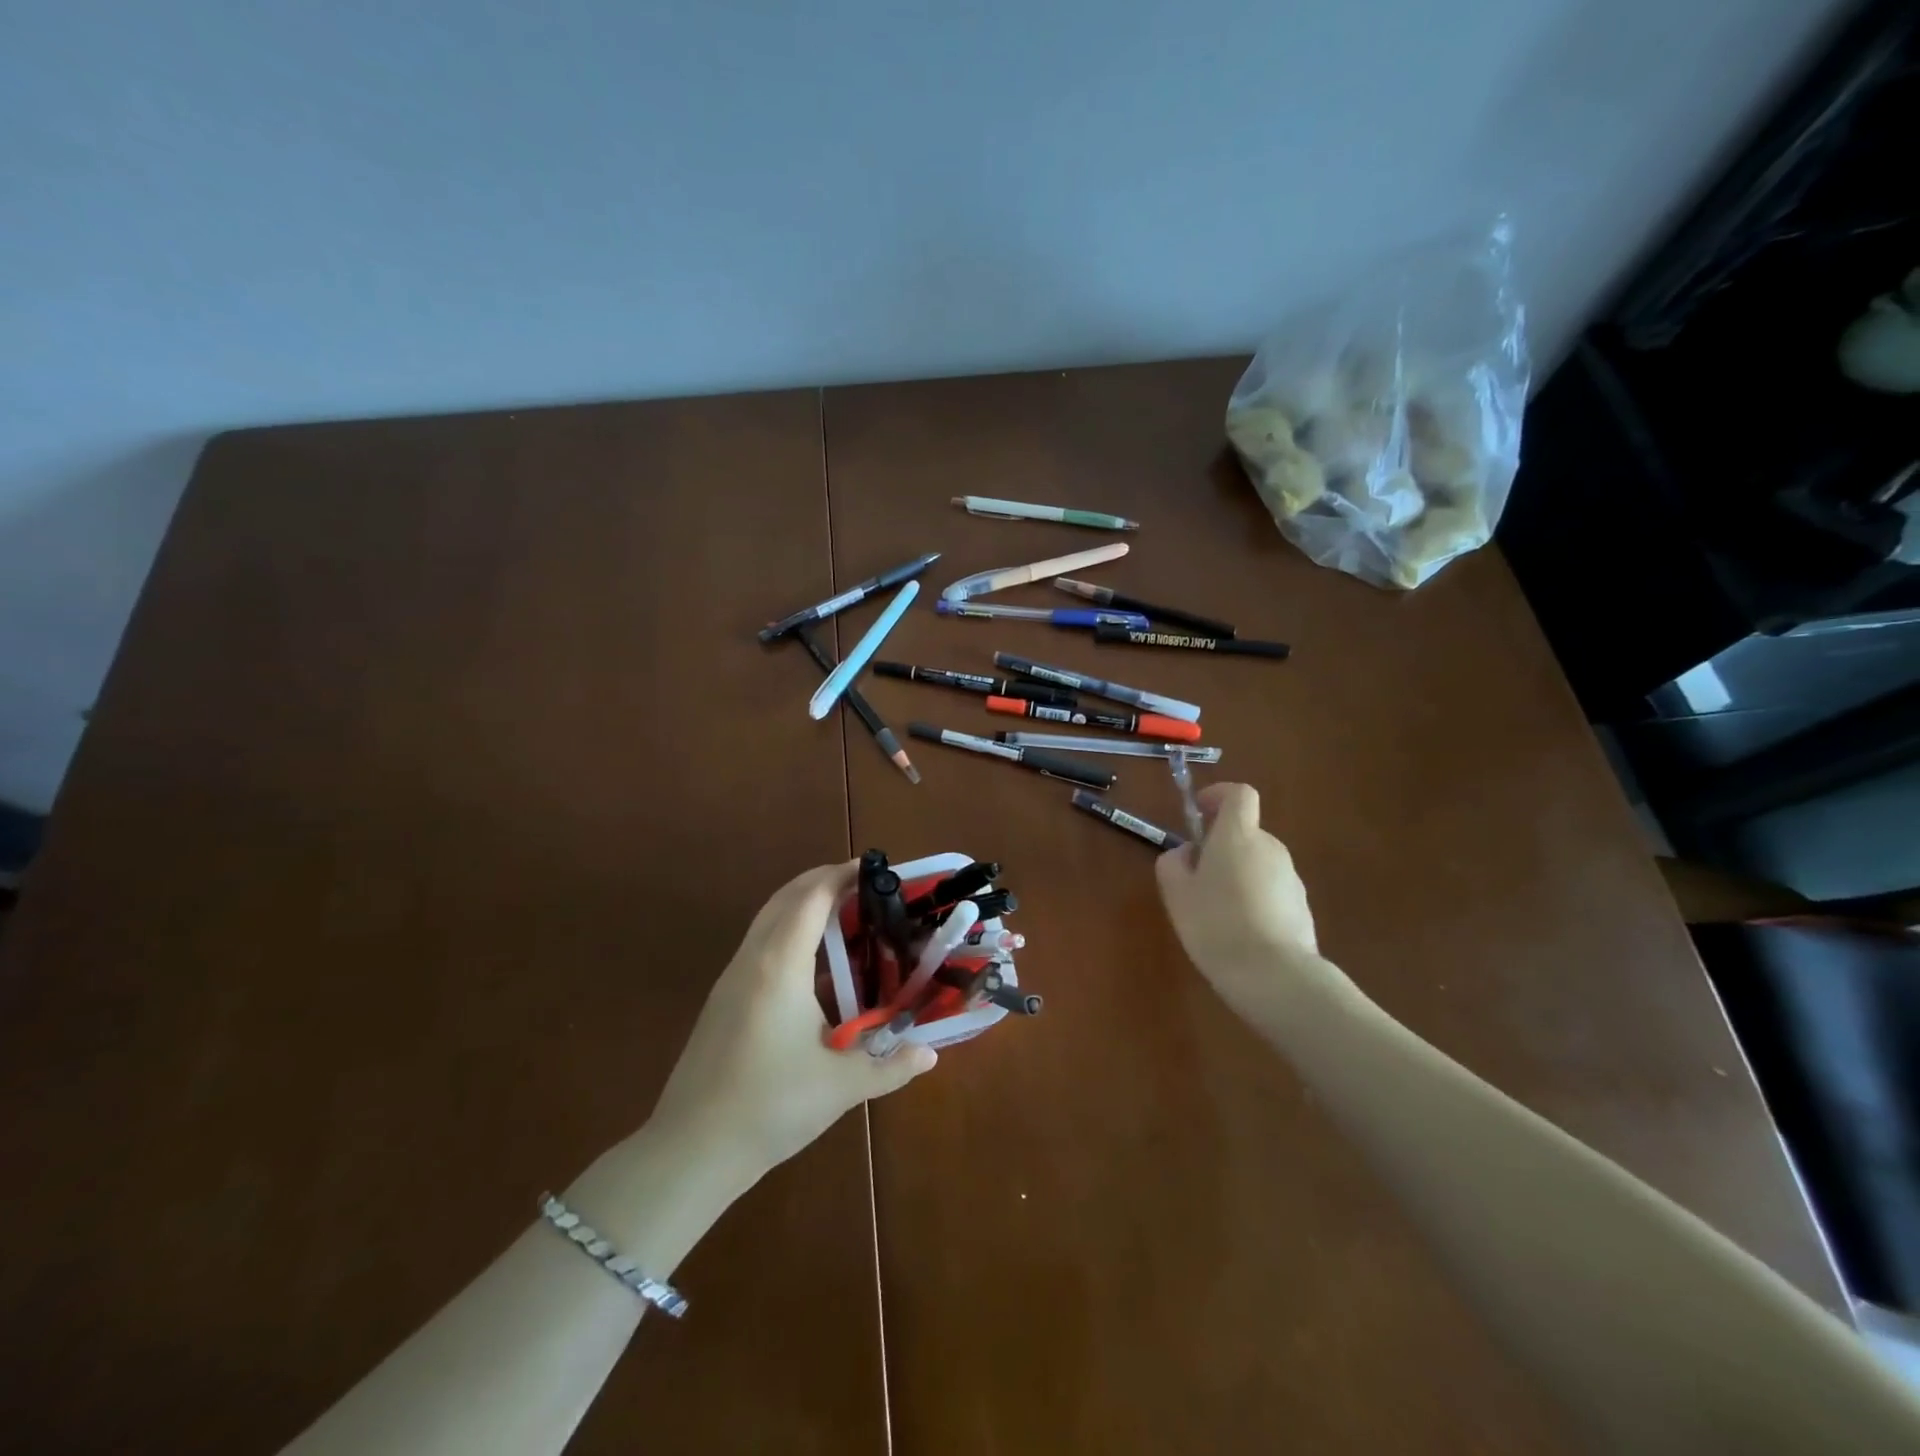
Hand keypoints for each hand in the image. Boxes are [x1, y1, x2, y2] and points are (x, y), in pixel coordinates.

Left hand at [647, 862, 938, 1184]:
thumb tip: (931, 1054)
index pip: (811, 898)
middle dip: (822, 881)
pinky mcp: (722, 1000)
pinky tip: (813, 965)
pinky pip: (759, 945)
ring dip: (802, 905)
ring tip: (844, 915)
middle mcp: (752, 959)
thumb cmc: (770, 1107)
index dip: (841, 875)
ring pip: (768, 920)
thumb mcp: (841, 1088)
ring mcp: (731, 979)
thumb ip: (891, 1067)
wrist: (690, 1151)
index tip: (873, 868)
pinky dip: (788, 932)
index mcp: (780, 966)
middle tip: (864, 884)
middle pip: (786, 898)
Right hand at [1155, 783, 1323, 1018]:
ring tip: (1215, 911)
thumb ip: (1174, 862)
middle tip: (1195, 876)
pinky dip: (1254, 899)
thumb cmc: (1215, 924)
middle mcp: (1270, 848)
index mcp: (1238, 836)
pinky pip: (1271, 890)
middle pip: (1245, 832)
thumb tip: (1186, 853)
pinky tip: (1239, 932)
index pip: (1239, 794)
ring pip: (1257, 863)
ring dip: (1237, 874)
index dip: (1218, 795)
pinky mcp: (1302, 908)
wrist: (1274, 975)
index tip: (1199, 811)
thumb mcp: (1176, 892)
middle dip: (1221, 845)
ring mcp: (1291, 878)